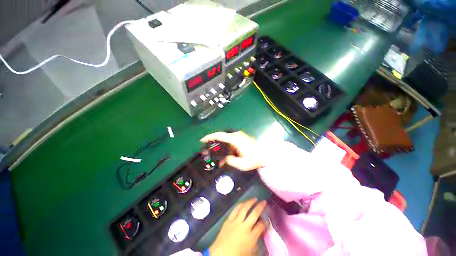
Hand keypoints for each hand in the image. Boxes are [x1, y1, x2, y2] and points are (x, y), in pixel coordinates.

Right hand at [201, 131, 262, 170]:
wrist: (267, 154)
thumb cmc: (255, 159)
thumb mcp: (241, 164)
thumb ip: (230, 161)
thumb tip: (224, 159)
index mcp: (235, 139)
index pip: (219, 135)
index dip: (209, 137)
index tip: (202, 140)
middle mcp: (236, 135)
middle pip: (222, 137)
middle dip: (215, 144)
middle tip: (209, 152)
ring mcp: (240, 136)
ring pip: (226, 140)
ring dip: (222, 148)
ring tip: (219, 157)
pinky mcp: (242, 138)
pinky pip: (231, 142)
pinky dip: (228, 148)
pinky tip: (227, 155)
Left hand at [209, 198, 266, 255]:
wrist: (220, 254)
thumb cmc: (237, 255)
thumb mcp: (250, 251)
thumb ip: (256, 241)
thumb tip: (260, 232)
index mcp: (251, 237)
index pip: (260, 226)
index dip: (264, 222)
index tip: (266, 219)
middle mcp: (244, 227)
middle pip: (254, 214)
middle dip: (260, 207)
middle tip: (264, 201)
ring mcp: (235, 222)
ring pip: (244, 208)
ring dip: (250, 202)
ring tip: (254, 198)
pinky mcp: (228, 220)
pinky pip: (235, 210)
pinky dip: (240, 205)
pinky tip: (243, 203)